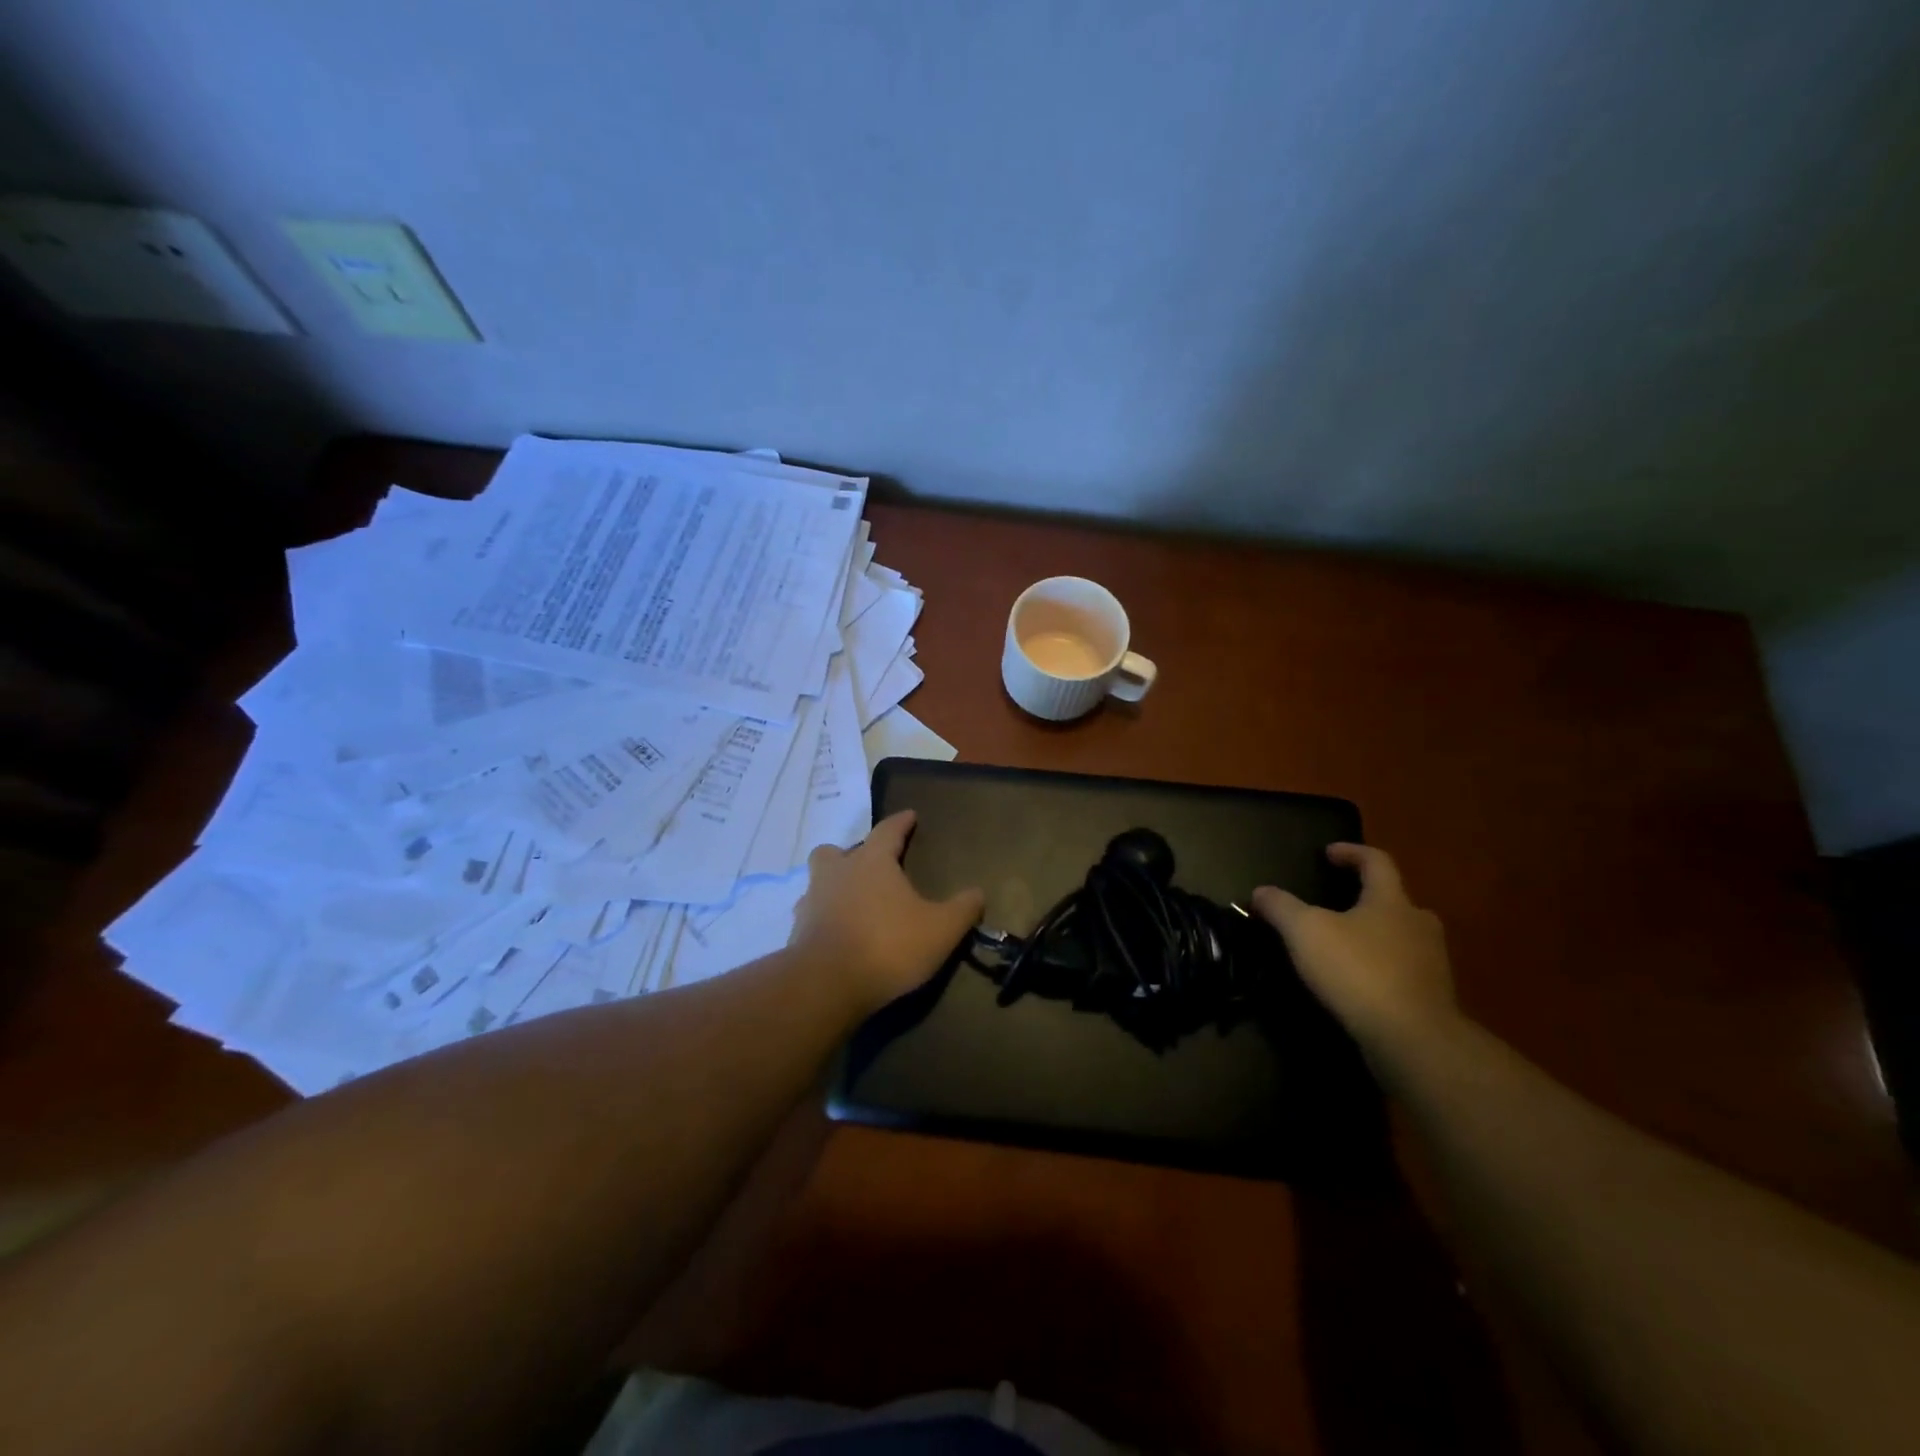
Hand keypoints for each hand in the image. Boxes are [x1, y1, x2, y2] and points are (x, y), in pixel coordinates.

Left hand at [792, 810, 985, 1013]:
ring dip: (833, 887)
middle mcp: (837, 873)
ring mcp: (811, 902)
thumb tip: (978, 893)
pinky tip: (838, 934)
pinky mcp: (797, 933)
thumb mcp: (941, 929)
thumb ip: (962, 909)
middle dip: (850, 853)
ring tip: (852, 903)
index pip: (887, 830)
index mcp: (871, 862)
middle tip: (868, 867)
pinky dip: (824, 919)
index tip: (910, 815)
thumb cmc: (888, 945)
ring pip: (818, 882)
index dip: (901, 822)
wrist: (827, 984)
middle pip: (835, 851)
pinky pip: (811, 916)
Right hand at [1252, 843, 1456, 1054]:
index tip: (1328, 853)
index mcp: (1391, 901)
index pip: (1376, 861)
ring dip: (1375, 935)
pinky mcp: (1432, 998)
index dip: (1351, 852)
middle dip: (1367, 898)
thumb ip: (1281, 907)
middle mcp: (1419, 925)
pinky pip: (1403, 971)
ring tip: (1343, 946)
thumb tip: (1260, 891)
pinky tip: (1357, 983)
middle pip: (1394, 900)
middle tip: (1337, 904)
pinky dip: (1380, 969)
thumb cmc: (1358, 971)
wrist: (1413, 1040)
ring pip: (1401, 937)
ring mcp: (1431, 963)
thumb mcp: (1305, 932)